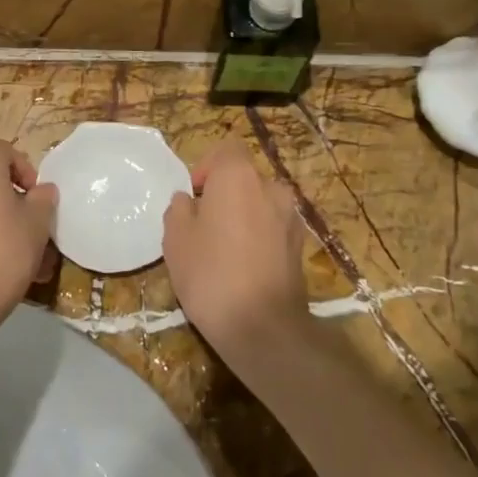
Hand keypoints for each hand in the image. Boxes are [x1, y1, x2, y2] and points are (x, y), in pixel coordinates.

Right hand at [162, 142, 306, 360]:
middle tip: (204, 225)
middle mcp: (271, 188)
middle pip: (245, 178)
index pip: (227, 149)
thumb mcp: (176, 240)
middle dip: (225, 195)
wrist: (264, 327)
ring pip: (261, 204)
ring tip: (224, 249)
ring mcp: (291, 218)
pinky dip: (259, 238)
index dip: (207, 166)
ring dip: (244, 217)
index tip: (194, 195)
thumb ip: (179, 210)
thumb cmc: (211, 274)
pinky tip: (244, 267)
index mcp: (239, 177)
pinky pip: (273, 229)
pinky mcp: (300, 247)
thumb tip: (188, 201)